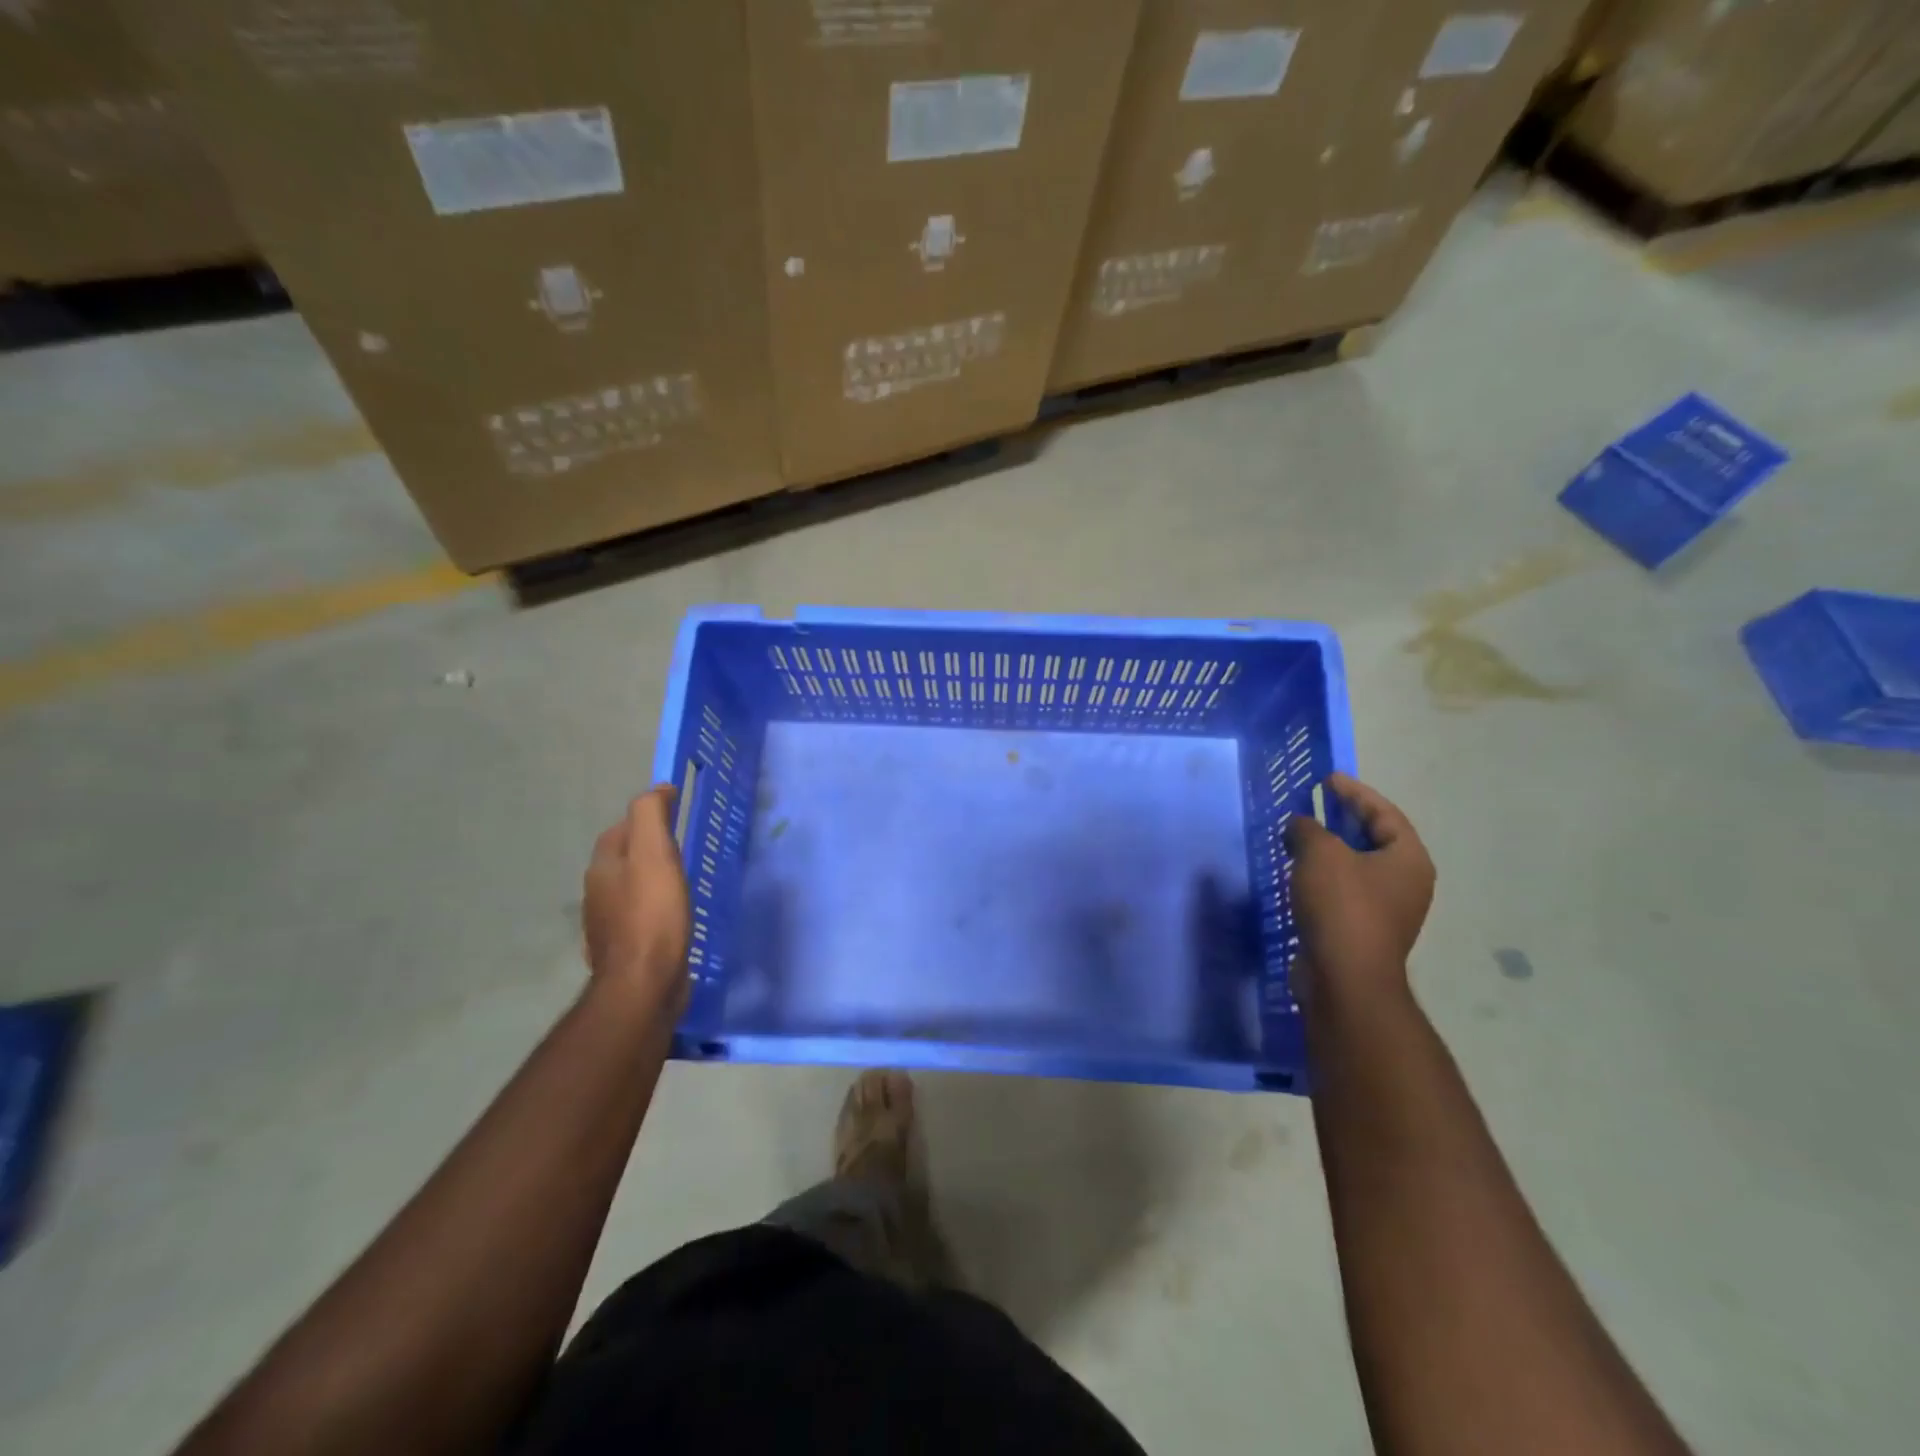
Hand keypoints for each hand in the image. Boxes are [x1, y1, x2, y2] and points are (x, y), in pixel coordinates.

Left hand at [582, 786, 691, 1021]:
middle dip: (649, 847)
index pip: (622, 828)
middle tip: (684, 845)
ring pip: (631, 888)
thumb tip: (658, 789)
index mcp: (604, 866)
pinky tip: (675, 915)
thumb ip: (651, 816)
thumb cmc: (653, 914)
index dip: (647, 817)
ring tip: (683, 878)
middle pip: (624, 858)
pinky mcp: (626, 949)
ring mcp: (609, 924)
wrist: (644, 985)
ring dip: (652, 878)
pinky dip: (655, 907)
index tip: (678, 812)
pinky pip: (640, 915)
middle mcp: (599, 892)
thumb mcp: (655, 854)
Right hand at [1284, 774, 1434, 1009]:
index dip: (1355, 793)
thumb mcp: (1320, 853)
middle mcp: (1406, 883)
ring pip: (1357, 866)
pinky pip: (1345, 890)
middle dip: (1343, 820)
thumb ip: (1308, 828)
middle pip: (1375, 839)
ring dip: (1331, 850)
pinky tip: (1299, 873)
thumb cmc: (1341, 906)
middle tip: (1315, 804)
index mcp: (1408, 859)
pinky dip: (1324, 876)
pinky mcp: (1363, 930)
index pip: (1384, 813)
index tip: (1328, 779)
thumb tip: (1300, 825)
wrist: (1345, 978)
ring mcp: (1387, 910)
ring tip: (1300, 836)